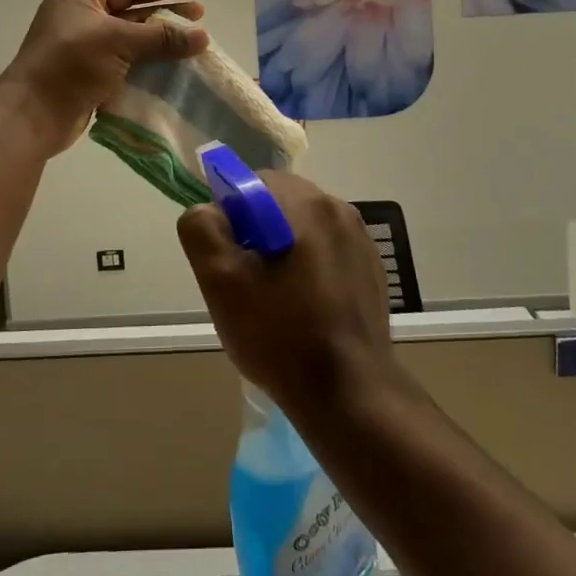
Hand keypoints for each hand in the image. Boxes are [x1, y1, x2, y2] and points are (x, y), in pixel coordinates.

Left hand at [0, 0, 208, 153]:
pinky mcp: (97, 68)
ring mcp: (90, 41)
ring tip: (196, 26)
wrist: (36, 113)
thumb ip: (162, 37)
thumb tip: (203, 36)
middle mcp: (85, 12)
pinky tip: (178, 54)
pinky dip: (154, 51)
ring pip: (134, 25)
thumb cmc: (70, 62)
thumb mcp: (117, 41)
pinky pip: (132, 52)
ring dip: (163, 25)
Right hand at [178, 172, 394, 417]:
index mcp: (304, 202)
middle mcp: (338, 208)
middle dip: (257, 232)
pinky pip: (328, 251)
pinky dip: (310, 267)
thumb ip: (202, 229)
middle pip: (279, 203)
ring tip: (275, 299)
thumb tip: (209, 211)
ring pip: (304, 227)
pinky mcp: (372, 268)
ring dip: (284, 250)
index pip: (252, 183)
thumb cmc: (279, 333)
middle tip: (246, 280)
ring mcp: (360, 239)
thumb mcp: (221, 281)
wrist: (348, 392)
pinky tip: (305, 308)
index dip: (230, 215)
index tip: (228, 257)